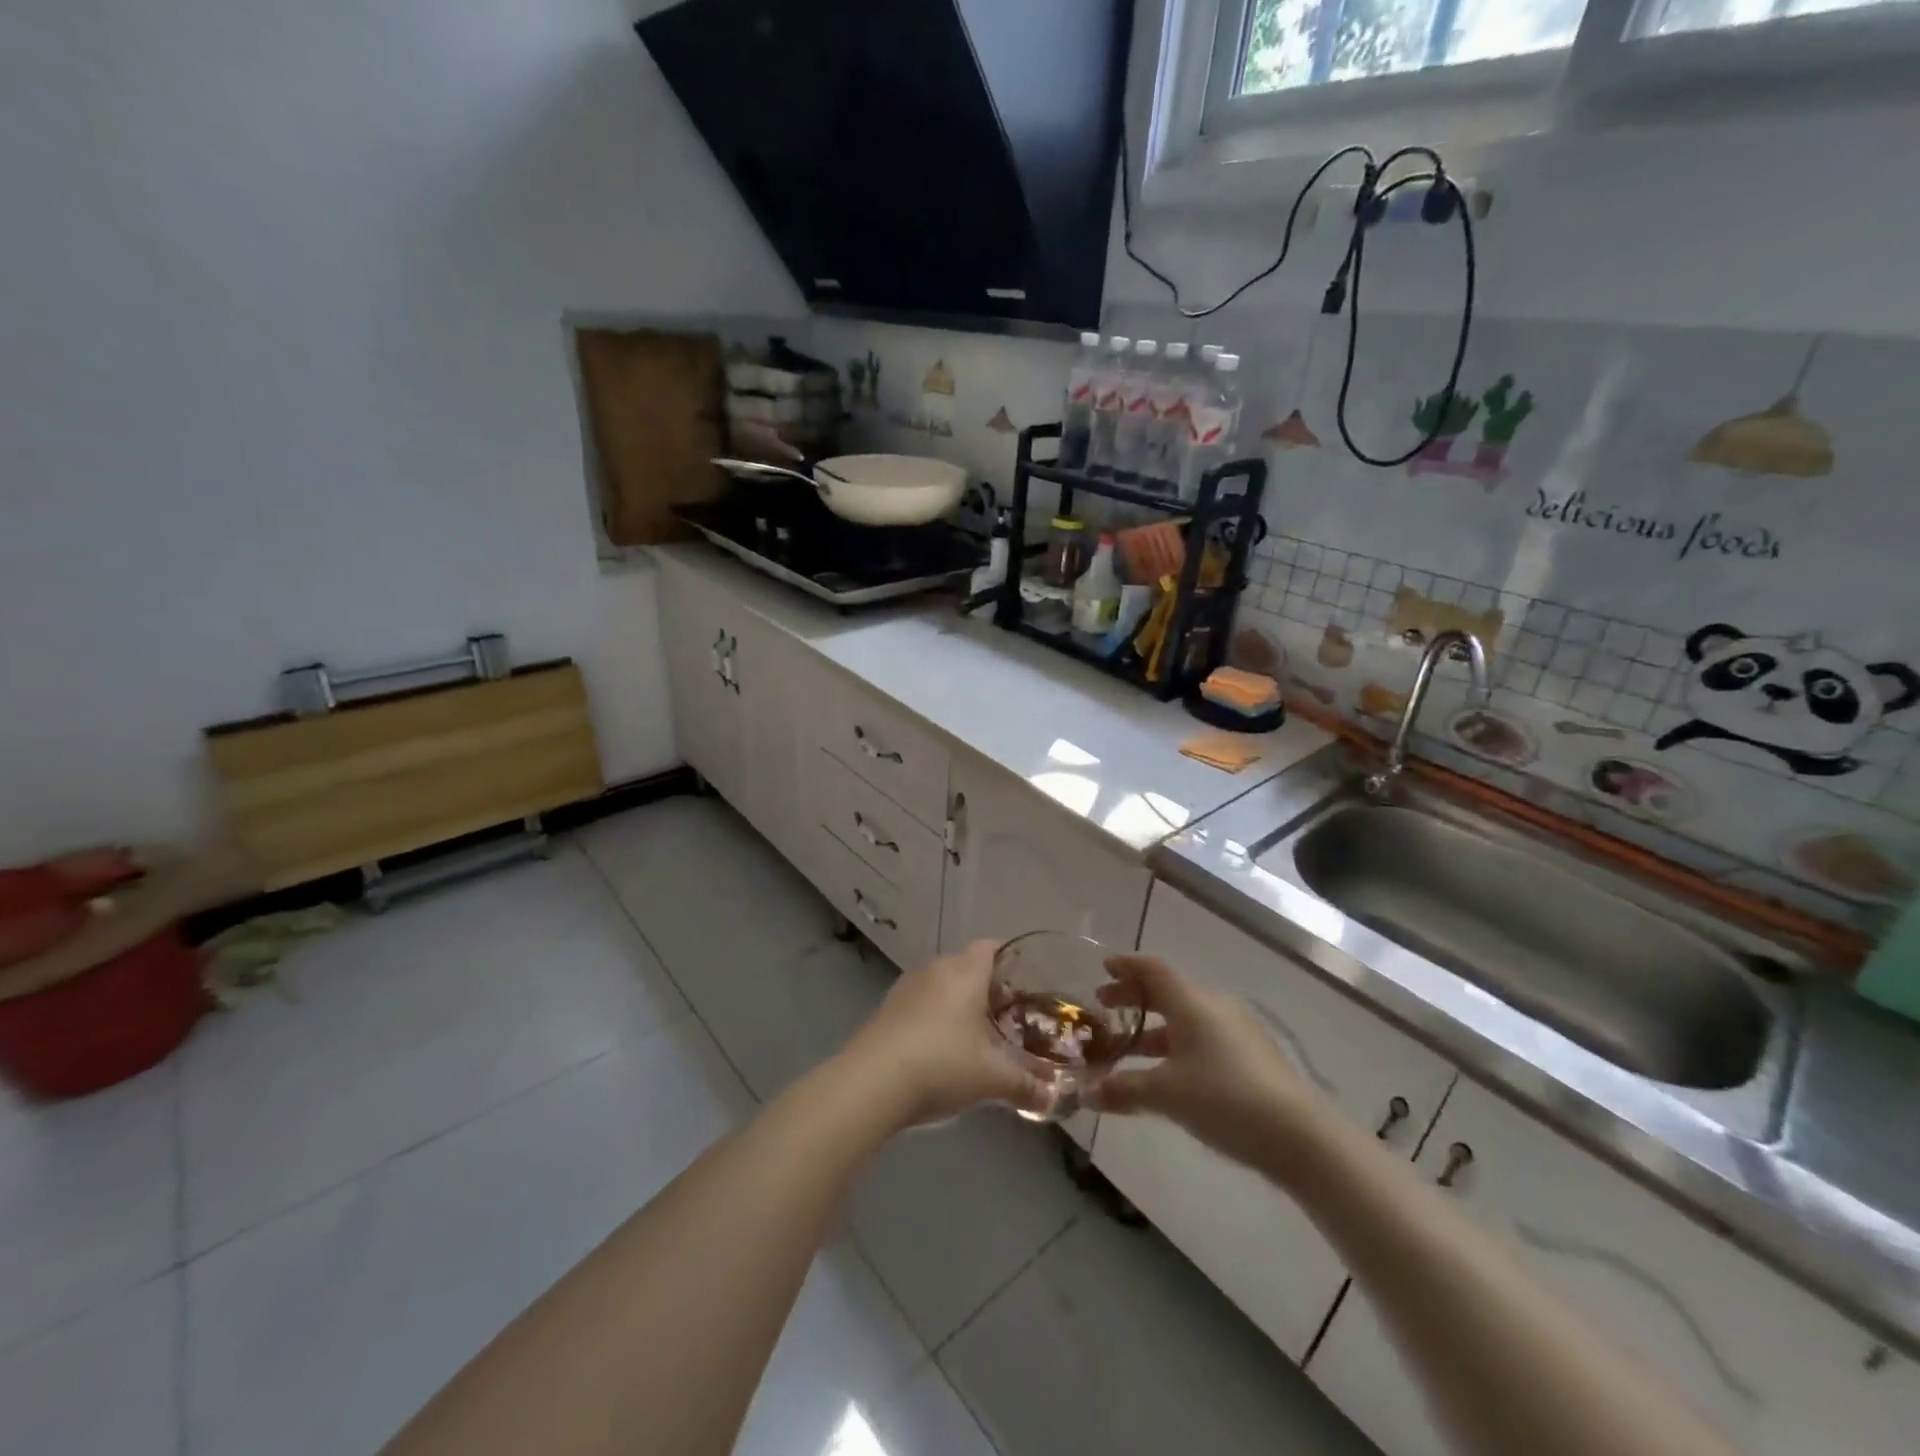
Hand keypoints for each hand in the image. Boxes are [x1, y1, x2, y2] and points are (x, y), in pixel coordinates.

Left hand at [839, 941, 1049, 1128]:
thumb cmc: (942, 1064)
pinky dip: (933, 1018)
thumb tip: (1053, 1099)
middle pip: (967, 967)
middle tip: (1006, 1020)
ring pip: (941, 985)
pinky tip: (939, 1052)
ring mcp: (906, 988)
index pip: (990, 947)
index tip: (1024, 987)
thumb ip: (1025, 1085)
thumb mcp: (992, 1078)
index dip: (1009, 962)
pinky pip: (920, 1004)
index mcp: (965, 972)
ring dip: (957, 1005)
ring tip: (974, 1038)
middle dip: (986, 989)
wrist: (872, 1082)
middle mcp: (935, 970)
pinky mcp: (886, 1009)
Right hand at [1086, 955, 1327, 1171]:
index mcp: (1191, 1003)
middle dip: (1133, 998)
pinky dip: (1176, 1045)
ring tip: (1128, 1048)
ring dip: (1153, 1028)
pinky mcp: (1251, 1057)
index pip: (1152, 969)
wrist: (1300, 1136)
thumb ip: (1123, 1089)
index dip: (1126, 966)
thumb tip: (1087, 1092)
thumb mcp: (1166, 1094)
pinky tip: (1168, 1074)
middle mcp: (1213, 1007)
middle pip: (1167, 992)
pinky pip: (1202, 1038)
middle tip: (1104, 1006)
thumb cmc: (1225, 1099)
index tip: (1103, 969)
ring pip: (1185, 1019)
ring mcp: (1236, 1032)